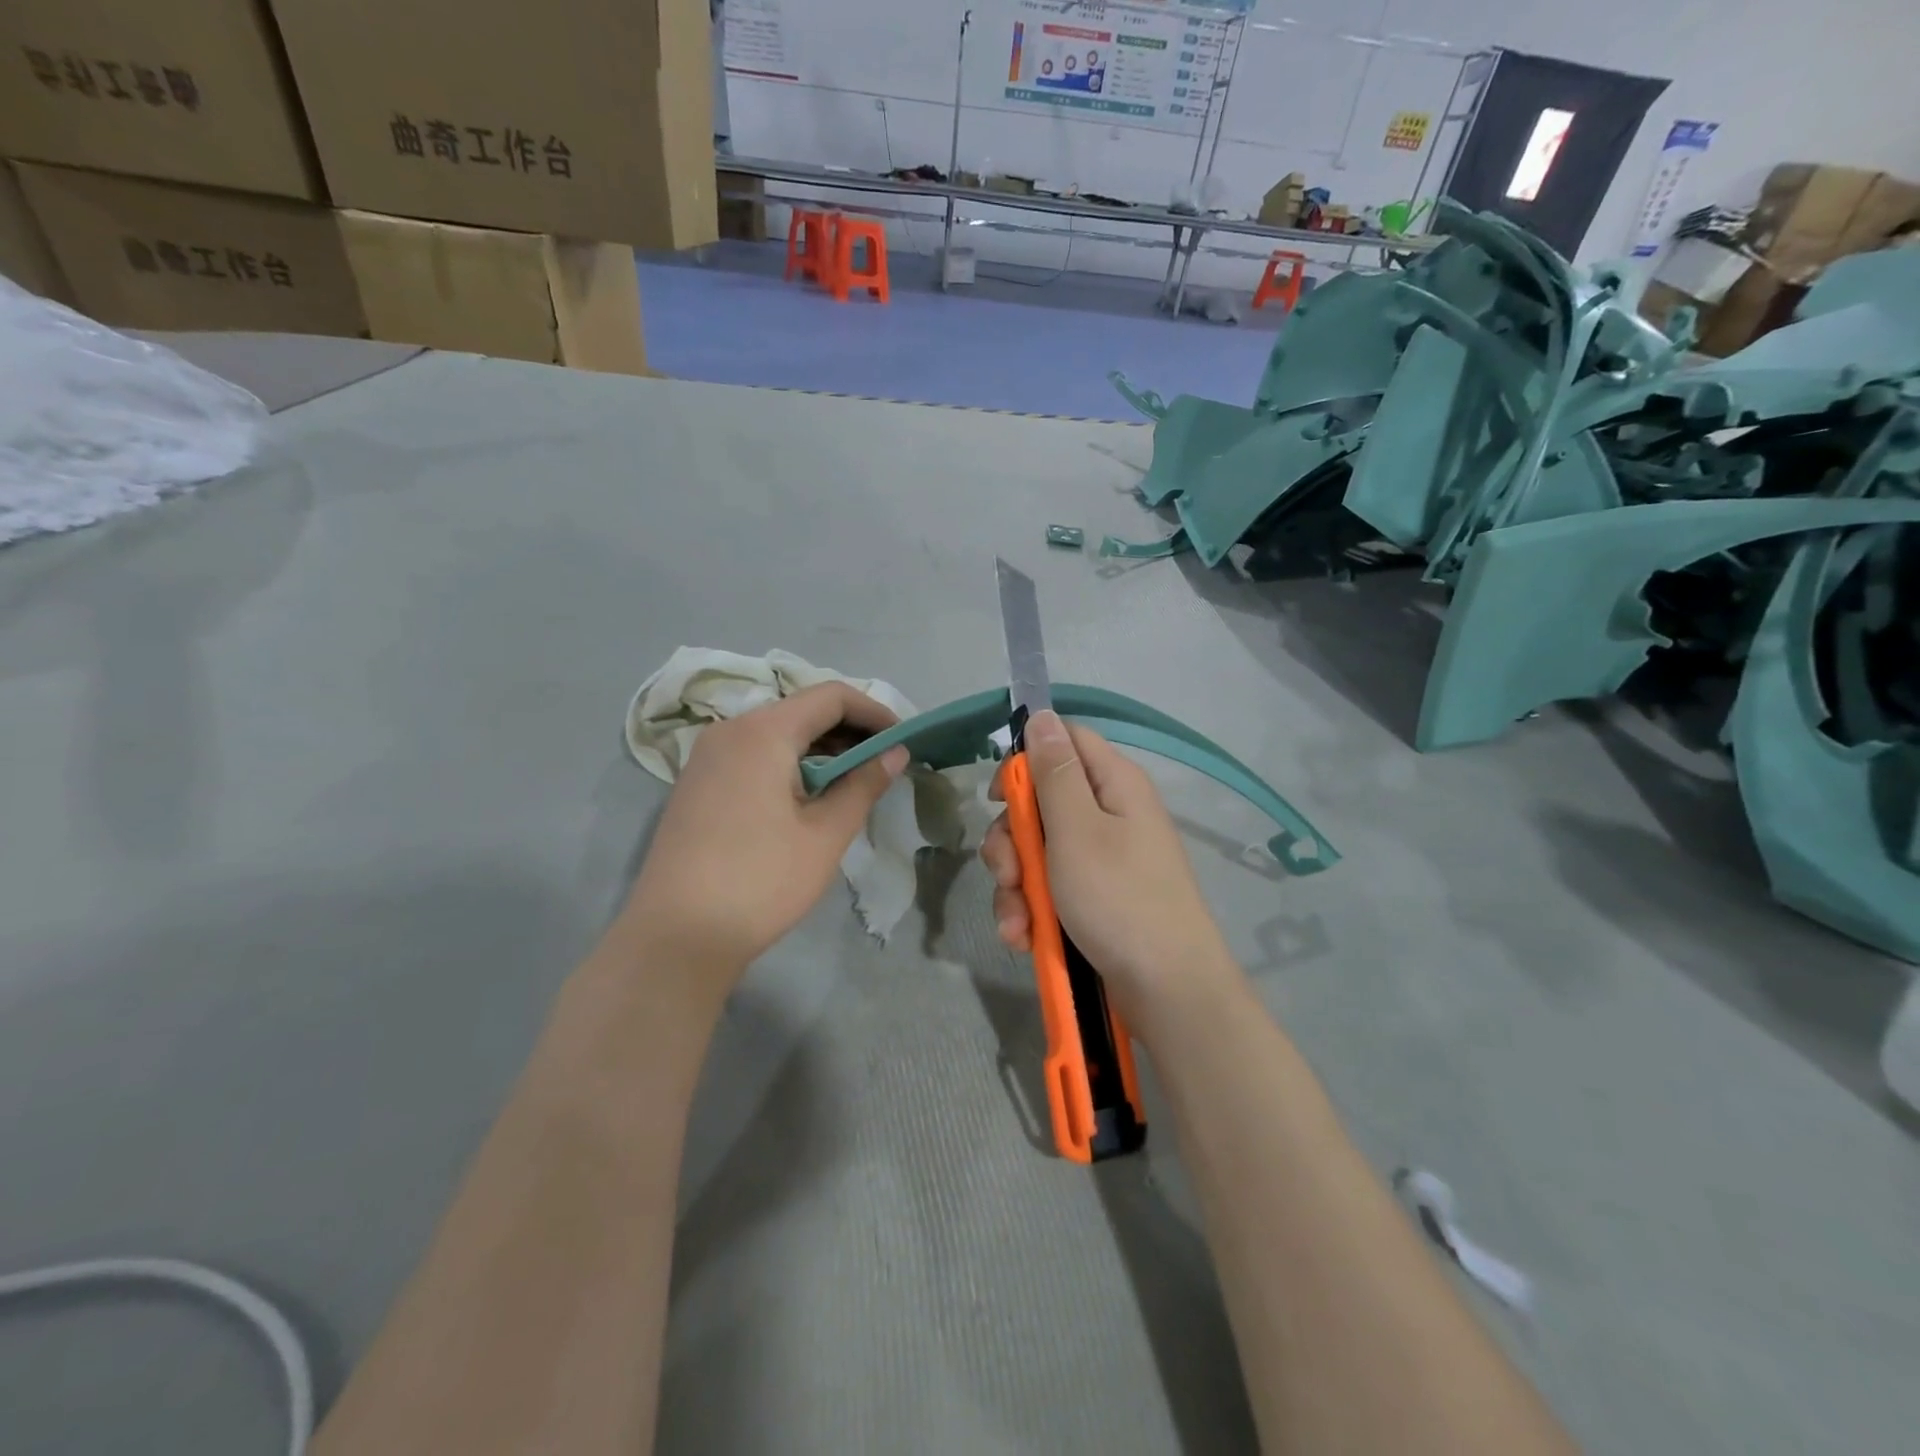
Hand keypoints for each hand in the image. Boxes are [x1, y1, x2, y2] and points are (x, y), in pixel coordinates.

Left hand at [623, 682, 909, 986]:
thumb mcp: (825, 834)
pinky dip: (790, 763)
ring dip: (820, 748)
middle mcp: (730, 730)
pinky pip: (754, 754)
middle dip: (849, 730)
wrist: (676, 936)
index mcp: (762, 731)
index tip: (904, 740)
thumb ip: (864, 784)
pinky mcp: (698, 783)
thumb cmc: (760, 880)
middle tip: (885, 763)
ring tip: (854, 782)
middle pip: (802, 710)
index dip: (874, 712)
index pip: (831, 696)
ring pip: (777, 732)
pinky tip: (809, 796)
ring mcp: (708, 756)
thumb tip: (896, 752)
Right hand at [980, 710, 1240, 1030]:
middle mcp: (1109, 815)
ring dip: (1015, 885)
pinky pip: (1050, 889)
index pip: (1064, 742)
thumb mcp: (1077, 829)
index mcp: (1114, 785)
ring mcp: (1102, 859)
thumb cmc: (1119, 898)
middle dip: (1012, 840)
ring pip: (1038, 852)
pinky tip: (1024, 937)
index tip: (999, 796)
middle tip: (1006, 872)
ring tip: (1017, 922)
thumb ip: (1054, 772)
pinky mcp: (1094, 898)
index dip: (1026, 762)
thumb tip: (1042, 714)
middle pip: (1042, 803)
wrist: (1166, 989)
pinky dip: (1032, 911)